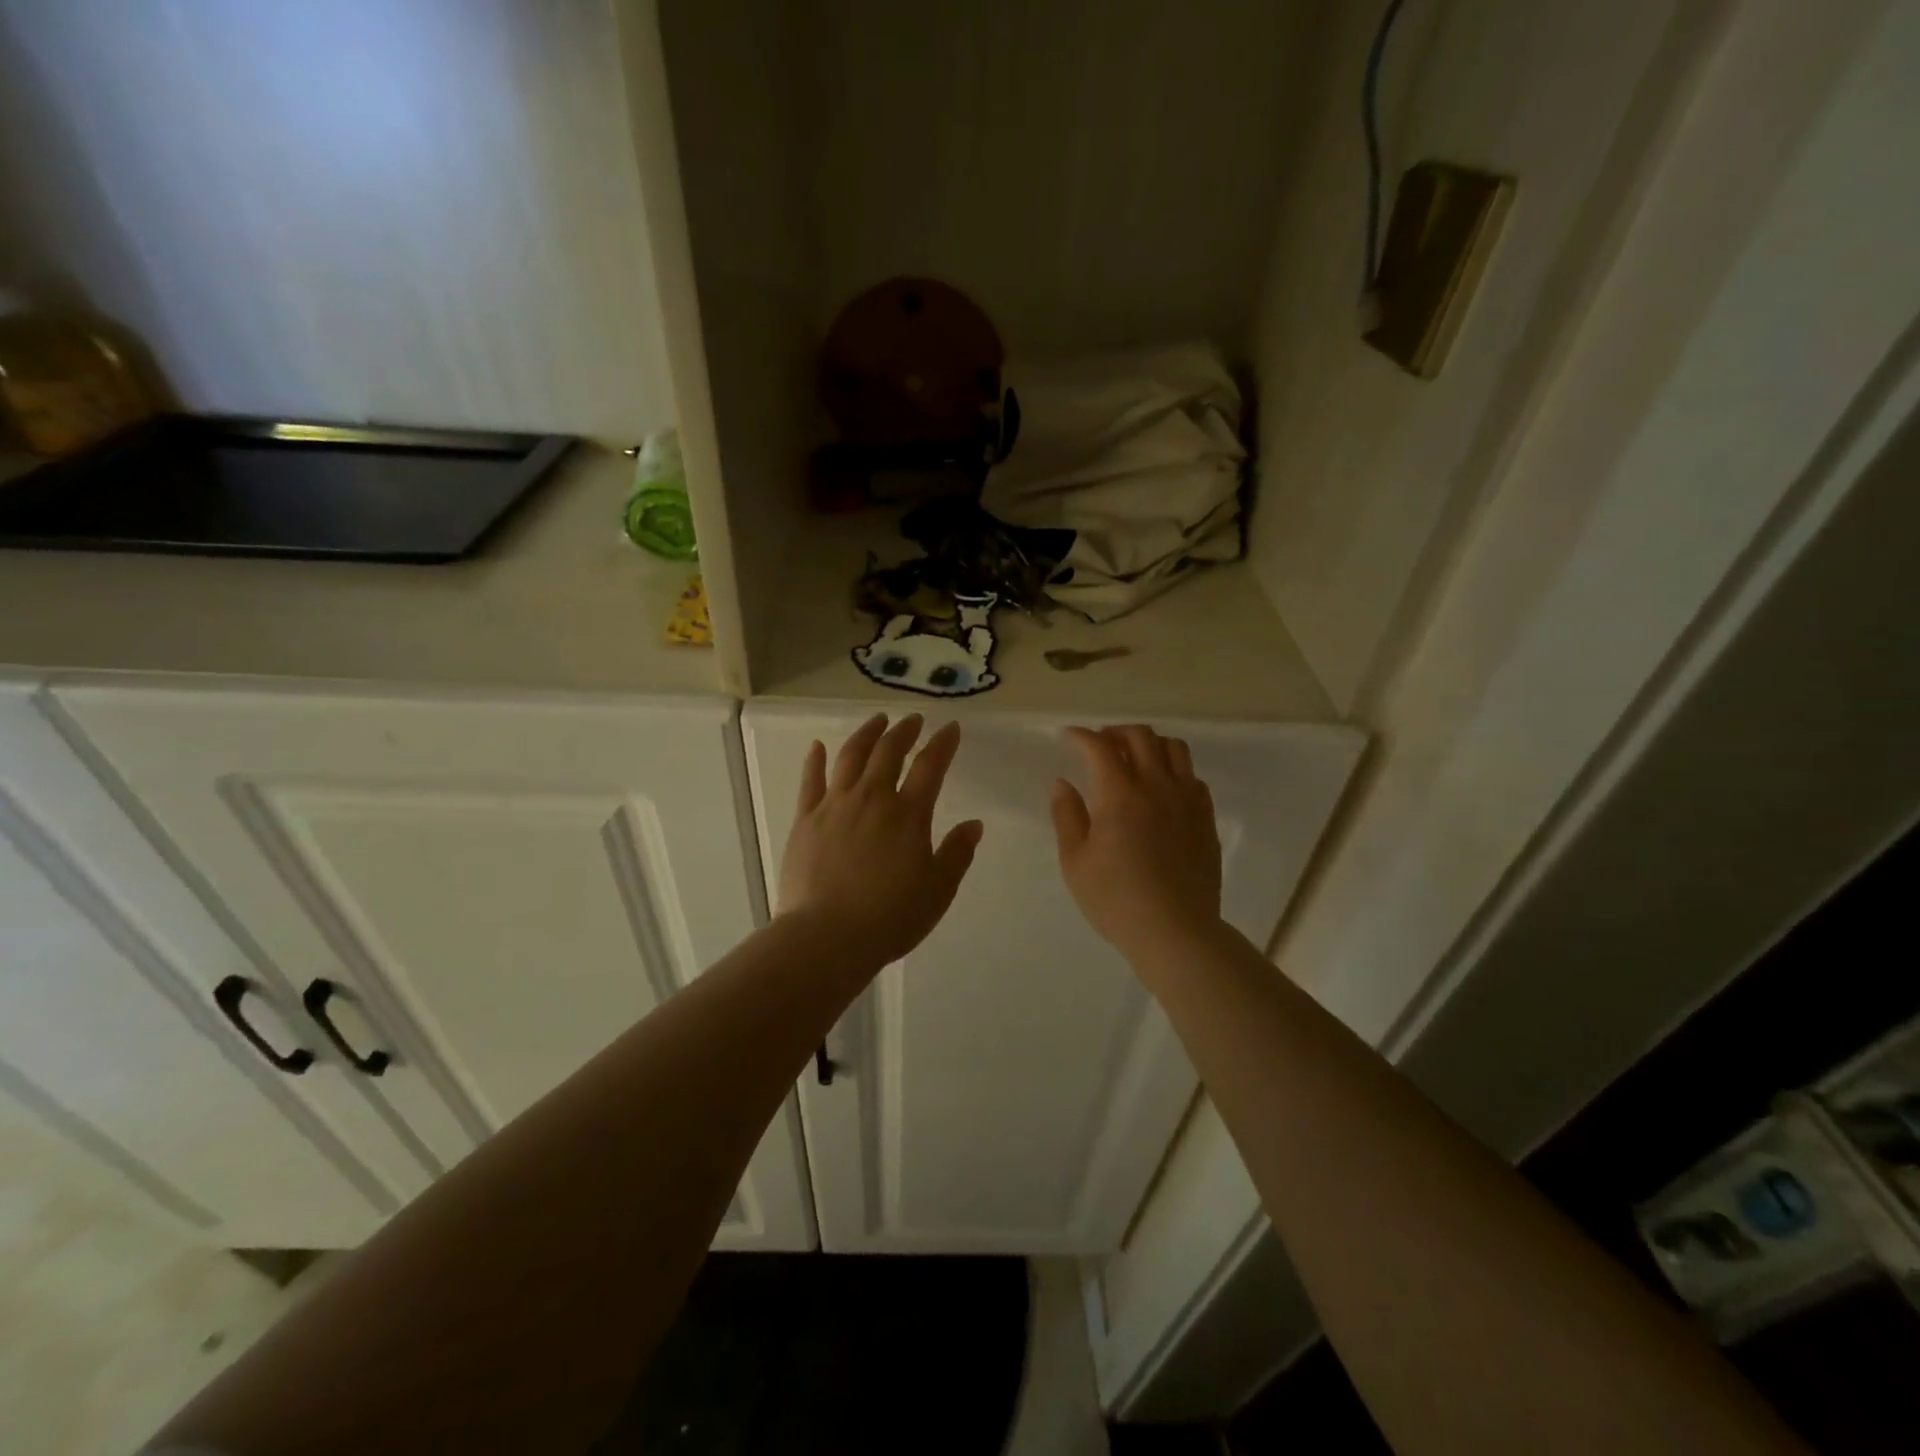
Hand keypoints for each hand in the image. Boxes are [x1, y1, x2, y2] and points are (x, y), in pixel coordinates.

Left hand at [778, 713, 983, 969]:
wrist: (827, 937)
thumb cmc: (890, 917)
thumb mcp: (938, 891)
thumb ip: (957, 853)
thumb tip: (974, 824)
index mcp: (908, 814)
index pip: (931, 766)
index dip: (943, 743)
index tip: (951, 728)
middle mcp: (872, 798)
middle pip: (889, 752)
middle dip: (904, 731)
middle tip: (913, 719)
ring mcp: (834, 806)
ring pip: (850, 757)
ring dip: (866, 734)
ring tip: (876, 721)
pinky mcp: (805, 820)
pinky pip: (810, 781)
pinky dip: (815, 760)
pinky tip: (818, 745)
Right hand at [1051, 725, 1223, 965]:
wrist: (1175, 931)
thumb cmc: (1116, 900)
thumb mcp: (1075, 862)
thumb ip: (1067, 816)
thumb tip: (1063, 783)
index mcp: (1120, 795)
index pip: (1100, 747)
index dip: (1081, 736)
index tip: (1068, 737)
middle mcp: (1158, 787)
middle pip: (1141, 737)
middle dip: (1116, 732)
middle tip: (1100, 744)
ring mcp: (1187, 801)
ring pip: (1174, 748)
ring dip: (1150, 744)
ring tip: (1134, 758)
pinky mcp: (1206, 818)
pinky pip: (1192, 776)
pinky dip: (1174, 770)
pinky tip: (1162, 788)